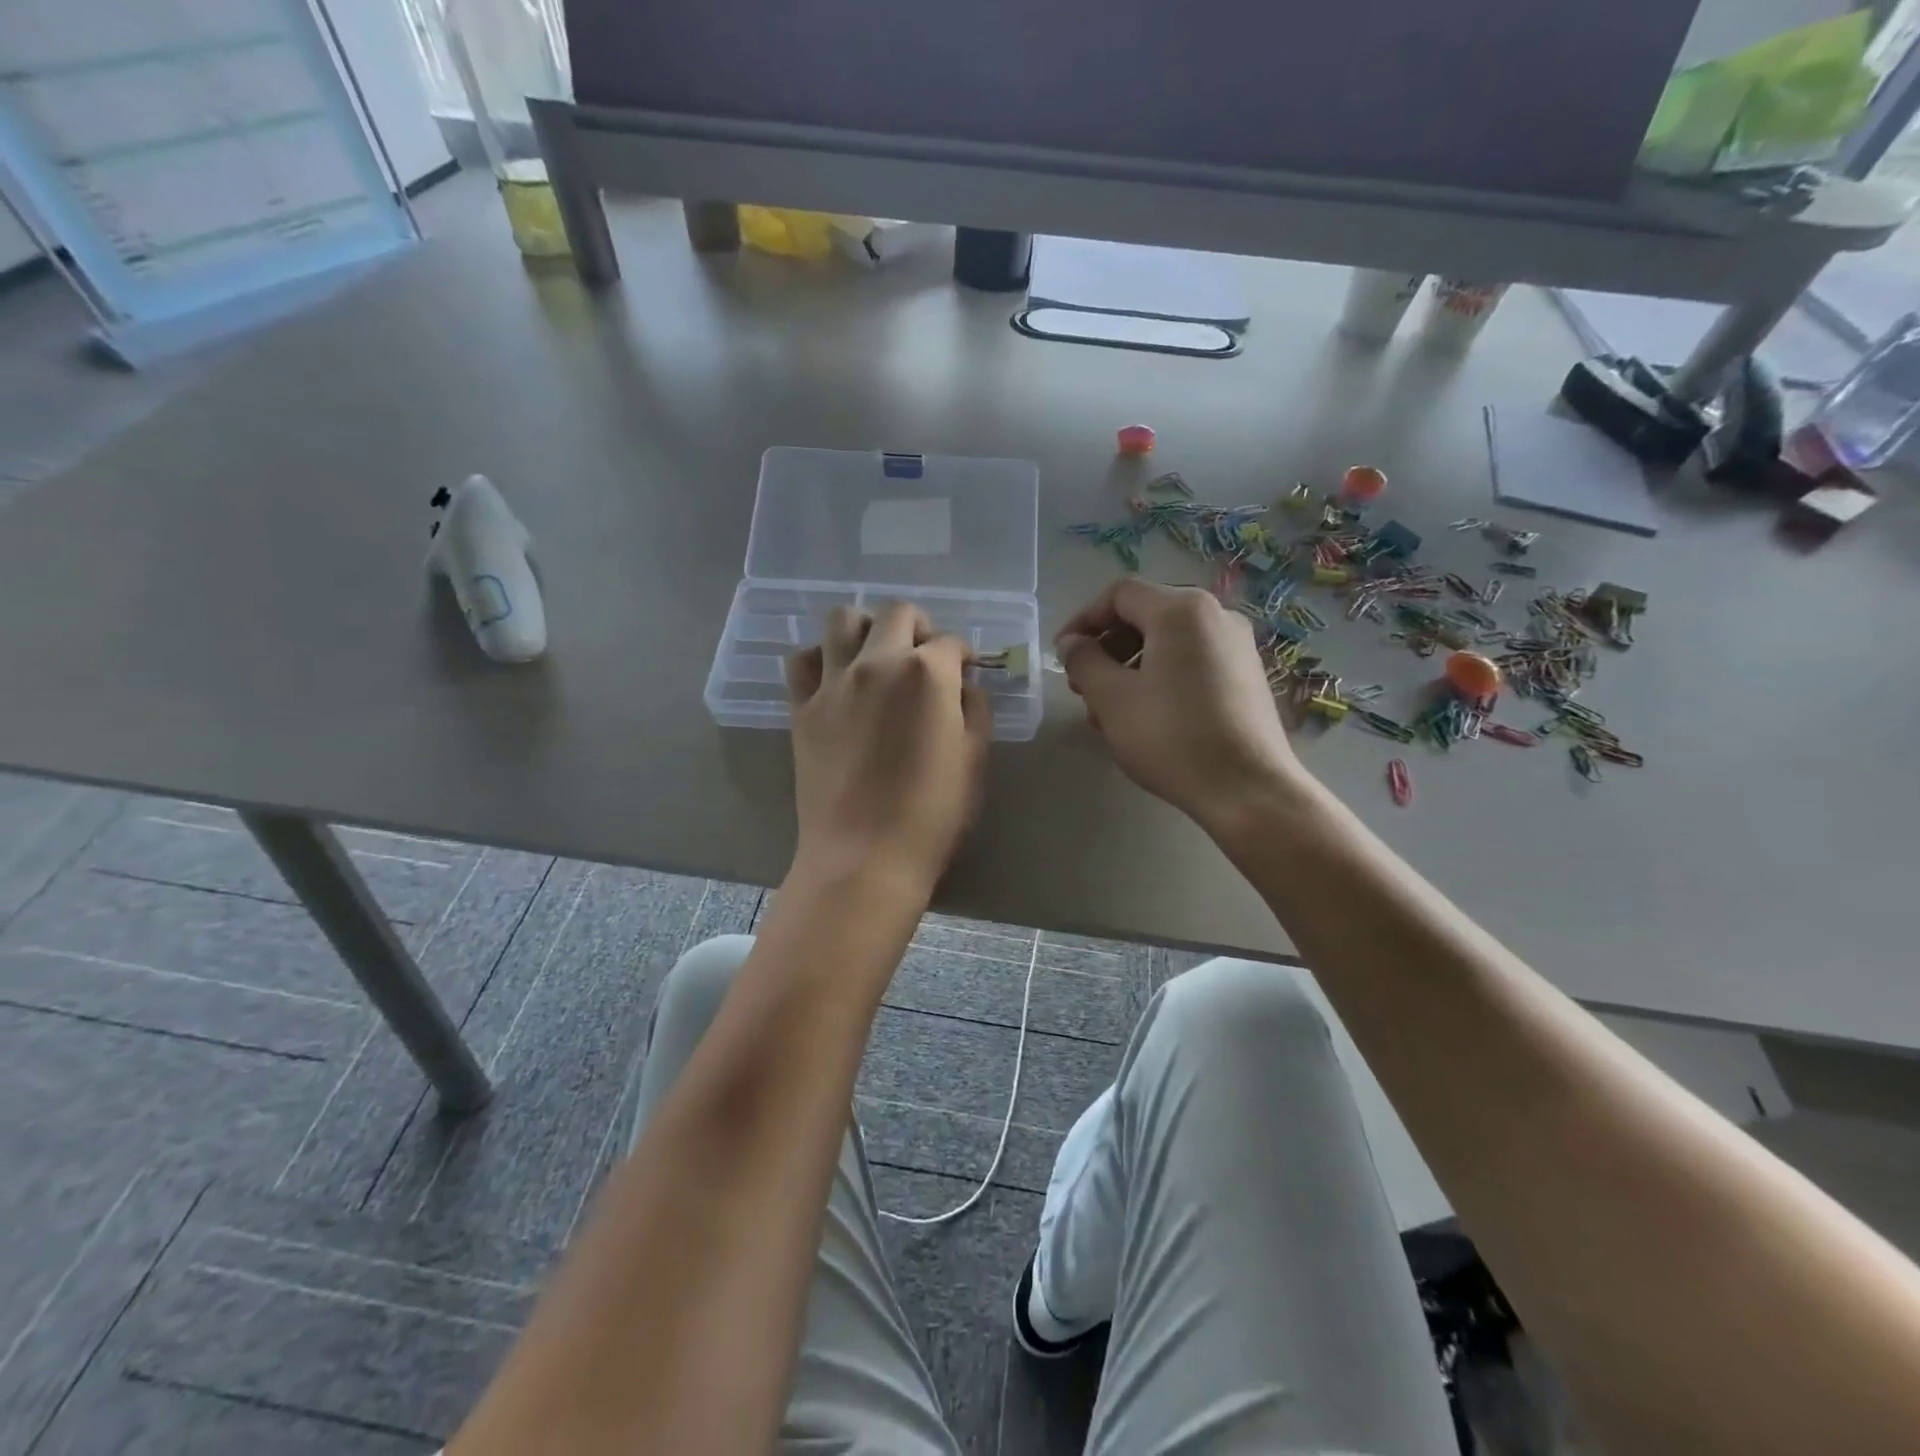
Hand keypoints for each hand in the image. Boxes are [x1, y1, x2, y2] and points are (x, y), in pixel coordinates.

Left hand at [785, 602, 990, 896]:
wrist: (865, 856)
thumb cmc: (933, 814)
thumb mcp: (974, 759)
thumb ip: (974, 709)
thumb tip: (963, 685)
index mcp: (927, 673)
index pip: (950, 642)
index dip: (963, 654)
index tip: (965, 670)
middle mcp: (878, 662)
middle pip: (897, 614)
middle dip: (919, 626)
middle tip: (924, 655)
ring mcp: (833, 682)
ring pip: (842, 619)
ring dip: (865, 627)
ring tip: (875, 654)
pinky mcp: (802, 707)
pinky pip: (801, 660)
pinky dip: (819, 657)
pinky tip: (834, 677)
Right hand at [1056, 579, 1306, 832]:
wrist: (1247, 789)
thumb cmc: (1170, 736)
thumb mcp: (1112, 698)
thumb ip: (1084, 661)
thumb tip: (1072, 642)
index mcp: (1182, 610)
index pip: (1119, 595)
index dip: (1083, 620)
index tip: (1062, 654)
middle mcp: (1216, 615)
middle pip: (1146, 616)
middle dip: (1106, 648)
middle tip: (1082, 687)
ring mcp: (1237, 646)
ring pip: (1167, 643)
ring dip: (1129, 668)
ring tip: (1107, 712)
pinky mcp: (1246, 677)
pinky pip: (1191, 662)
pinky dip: (1160, 678)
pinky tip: (1144, 718)